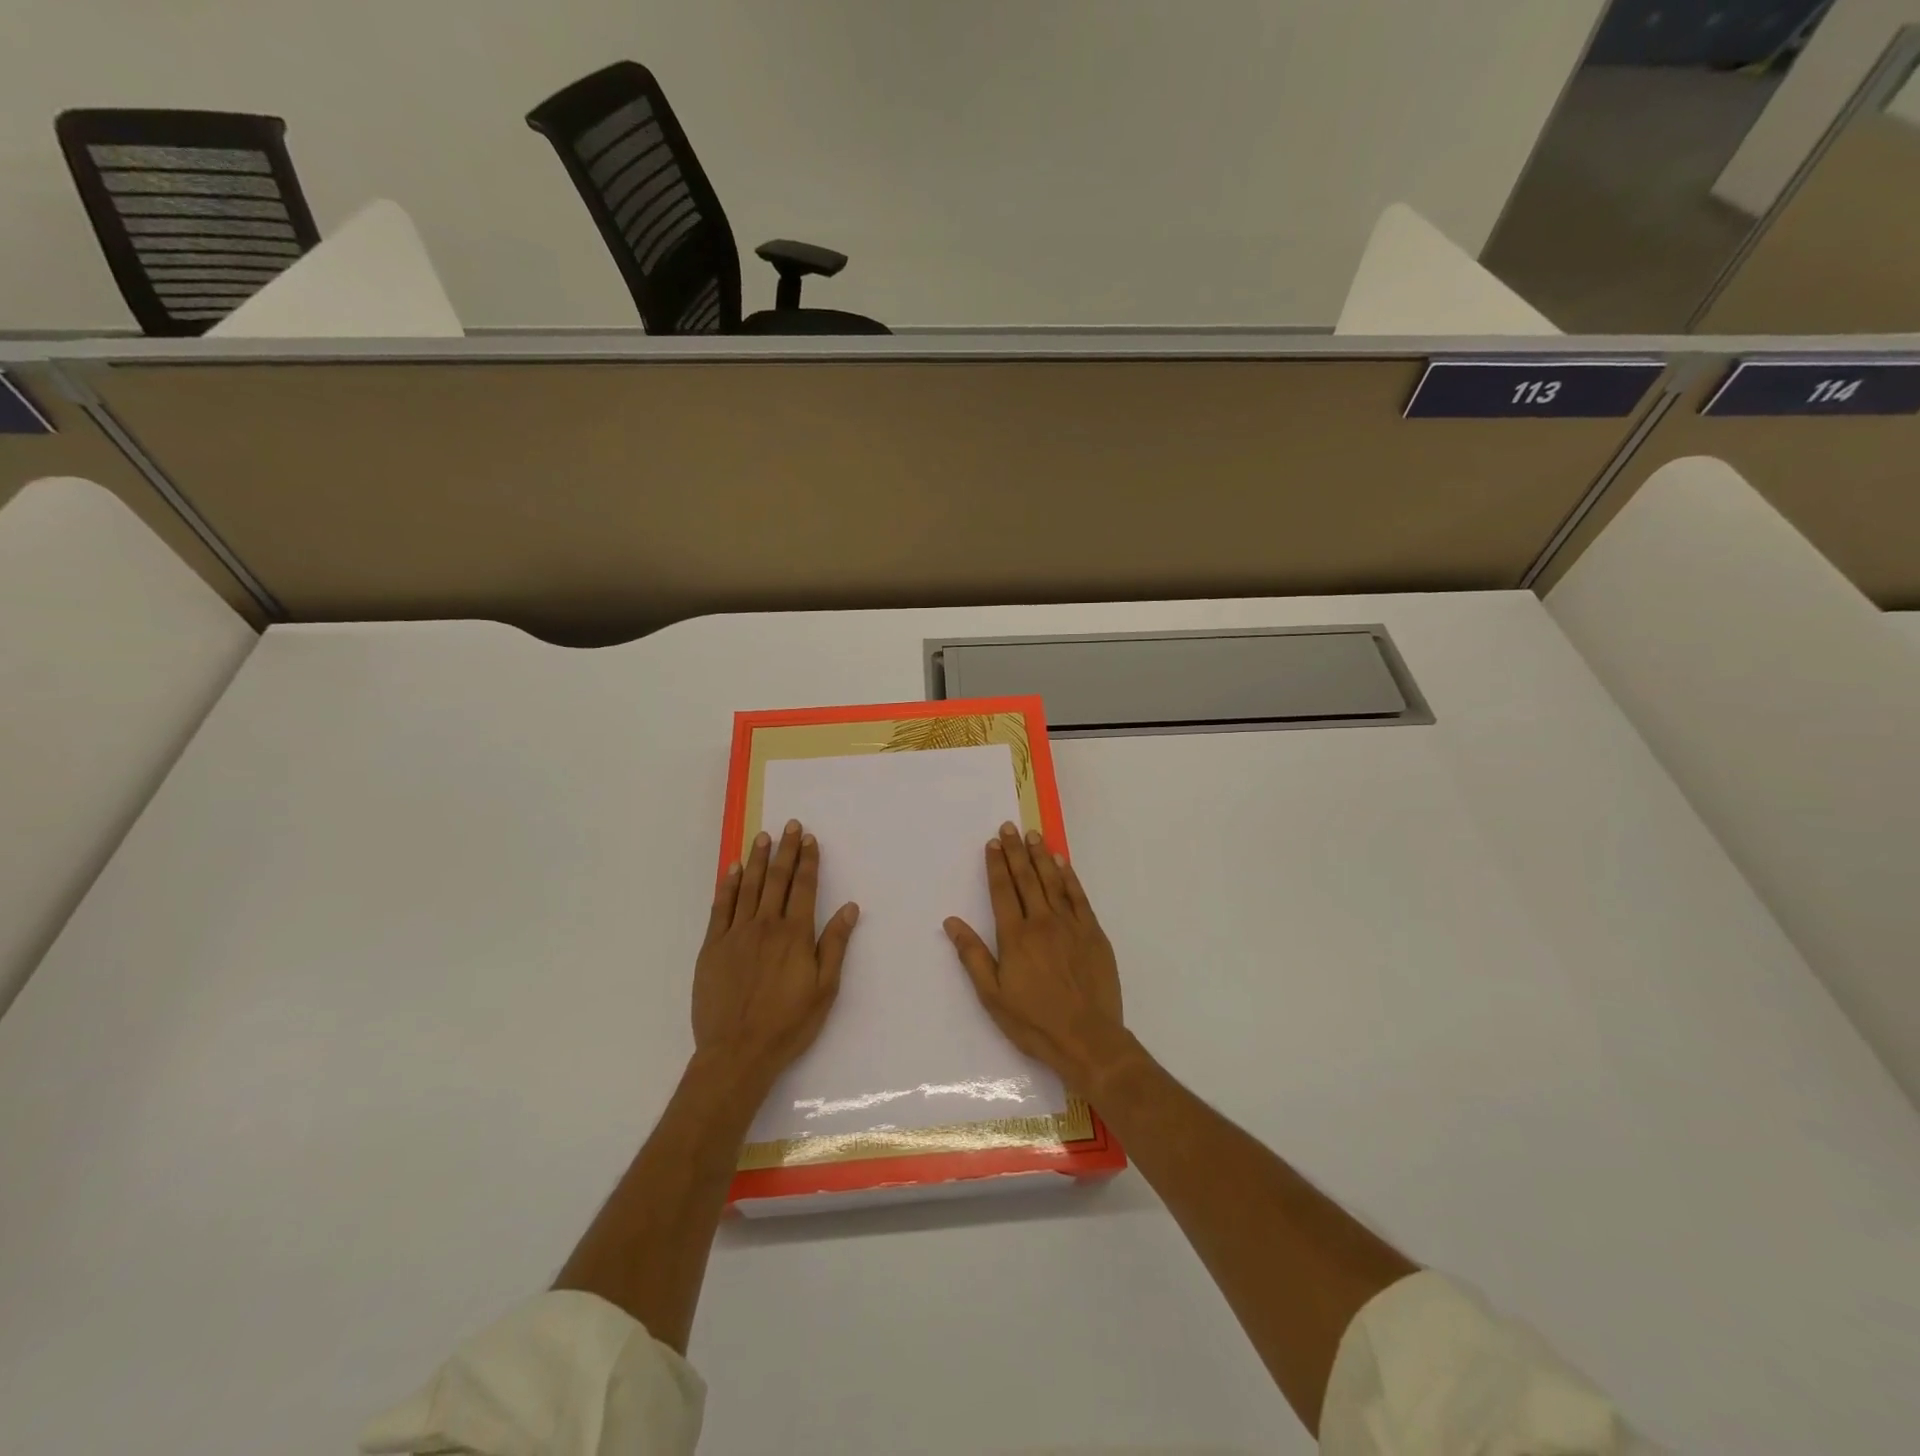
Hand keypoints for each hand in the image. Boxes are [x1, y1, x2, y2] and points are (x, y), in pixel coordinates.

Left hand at [692, 820, 858, 1092]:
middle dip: (785, 850)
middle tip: (789, 825)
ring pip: (748, 887)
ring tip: (763, 837)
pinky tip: (732, 870)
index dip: (807, 861)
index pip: (804, 887)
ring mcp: (736, 934)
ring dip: (756, 860)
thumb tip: (850, 908)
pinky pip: (721, 907)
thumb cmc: (788, 1023)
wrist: (737, 1052)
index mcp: (795, 934)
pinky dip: (727, 886)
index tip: (809, 839)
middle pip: (777, 879)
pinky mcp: (713, 947)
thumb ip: (834, 944)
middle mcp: (766, 926)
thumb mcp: (824, 989)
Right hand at [944, 822, 1127, 1095]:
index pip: (1002, 890)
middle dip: (1016, 851)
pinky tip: (1062, 863)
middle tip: (1009, 827)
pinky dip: (1069, 877)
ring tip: (1033, 835)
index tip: (992, 843)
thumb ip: (972, 955)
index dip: (996, 865)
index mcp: (1015, 936)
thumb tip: (951, 922)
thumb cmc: (1034, 1021)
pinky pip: (1079, 896)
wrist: (1088, 1038)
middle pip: (1026, 879)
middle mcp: (1042, 922)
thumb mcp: (992, 995)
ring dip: (1041, 856)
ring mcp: (1070, 925)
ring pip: (1053, 881)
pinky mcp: (1093, 933)